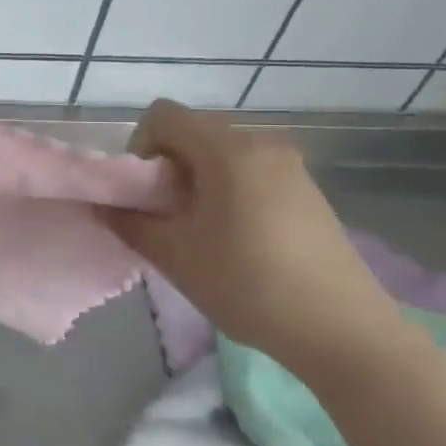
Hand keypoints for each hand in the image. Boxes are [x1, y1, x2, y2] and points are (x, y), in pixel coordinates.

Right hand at [100, 100, 400, 363]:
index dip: (139, 146)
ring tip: (199, 229)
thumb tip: (102, 204)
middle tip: (166, 214)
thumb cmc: (248, 285)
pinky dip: (226, 188)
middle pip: (192, 129)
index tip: (145, 193)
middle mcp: (261, 142)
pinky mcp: (306, 189)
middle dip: (166, 164)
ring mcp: (289, 165)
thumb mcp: (174, 256)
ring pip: (220, 151)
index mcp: (227, 149)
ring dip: (196, 178)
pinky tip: (235, 236)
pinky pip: (249, 169)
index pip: (162, 115)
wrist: (344, 331)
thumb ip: (128, 222)